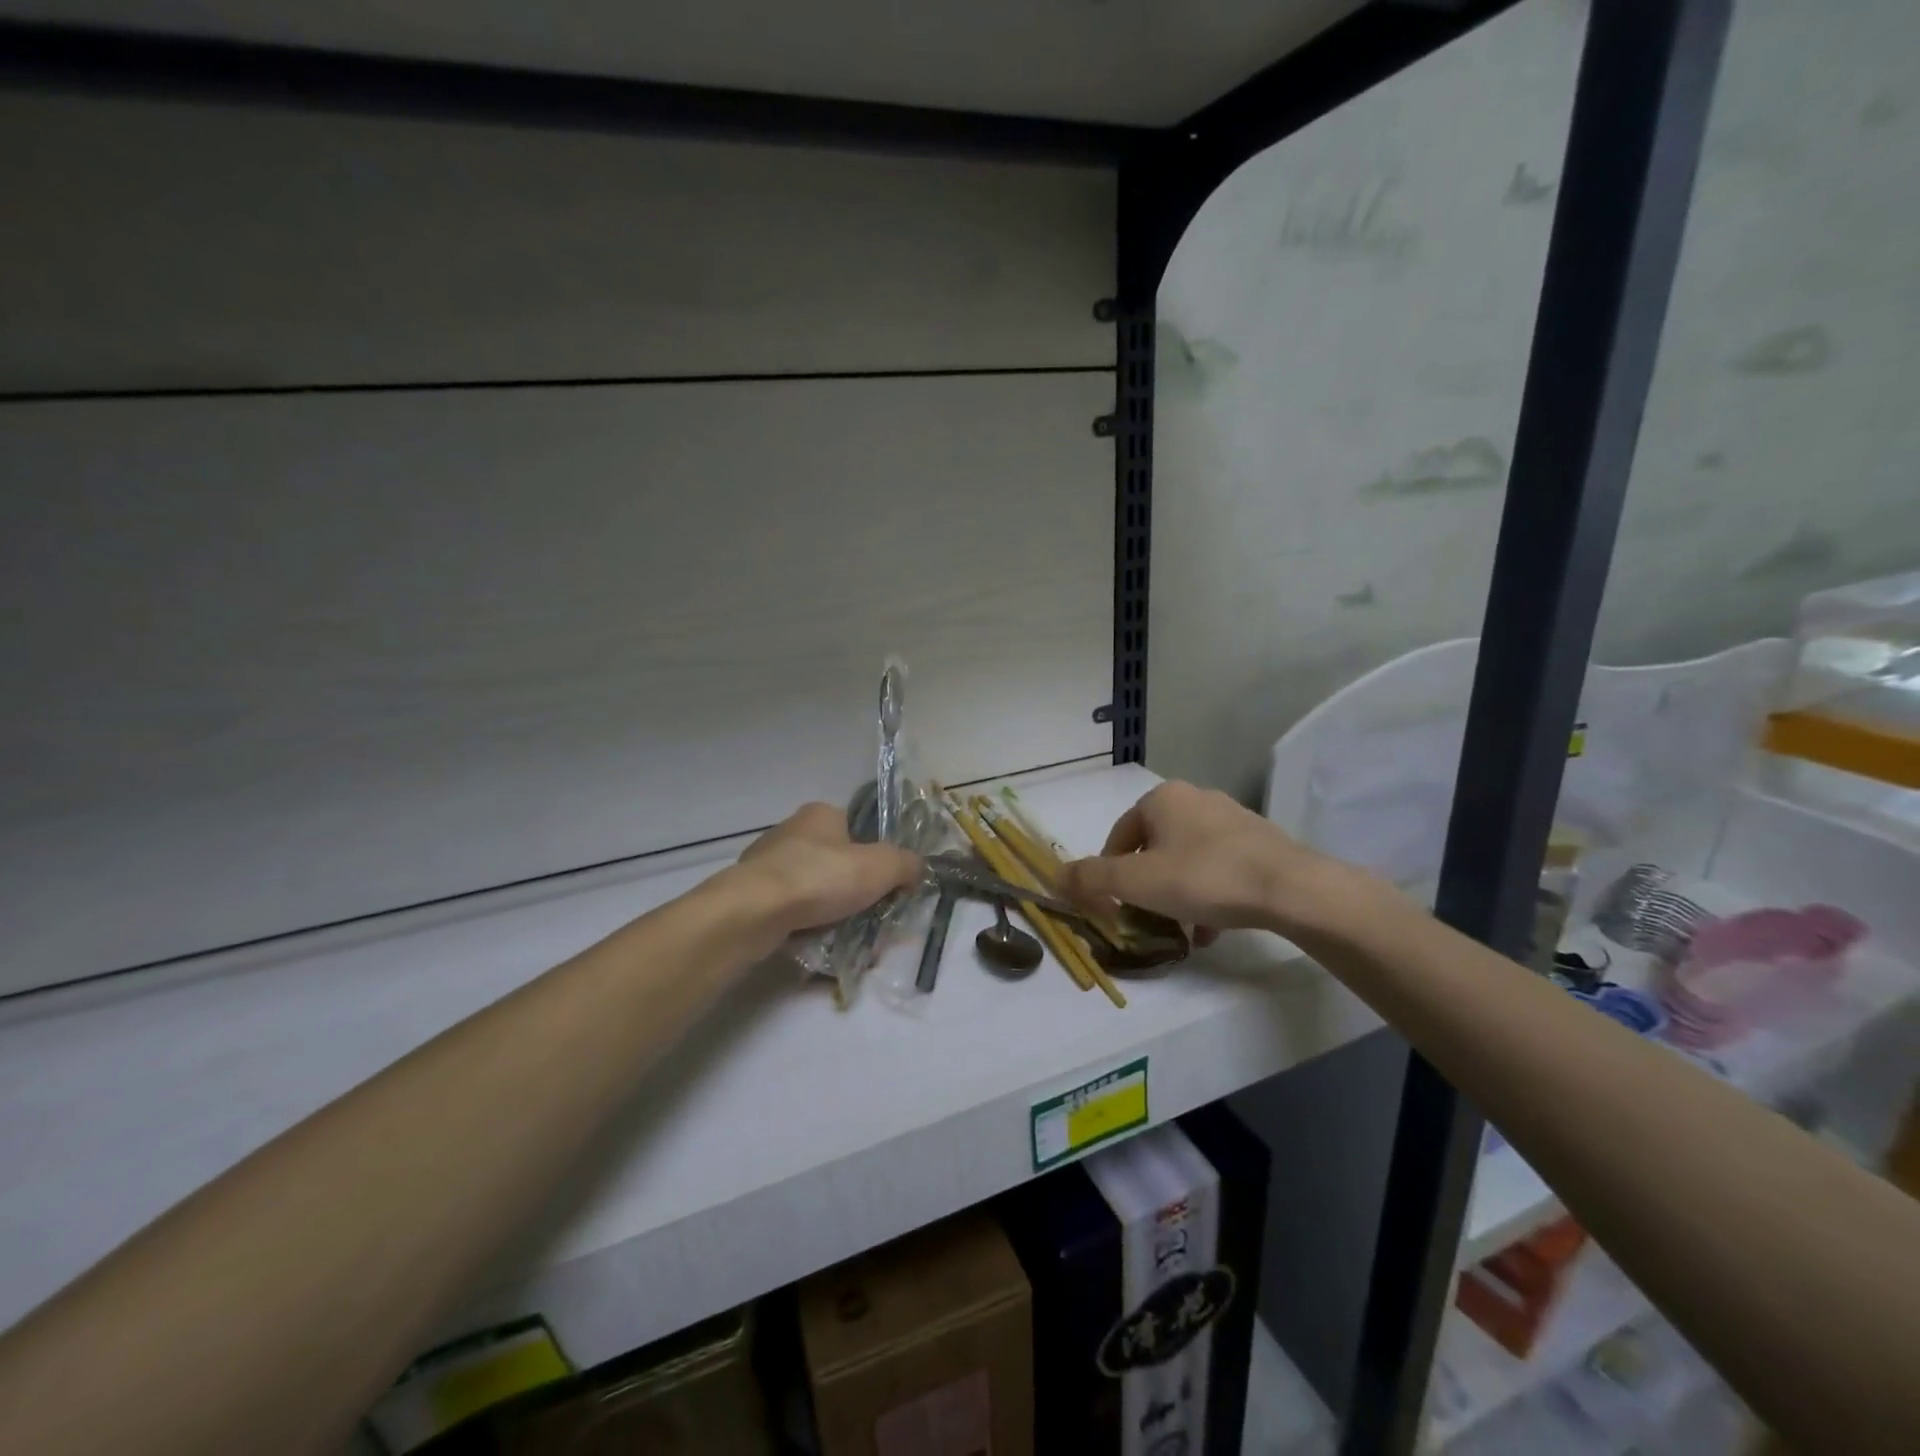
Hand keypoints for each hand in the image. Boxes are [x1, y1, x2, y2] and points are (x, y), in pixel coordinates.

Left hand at [730, 803, 921, 942]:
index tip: (883, 885)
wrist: (755, 911)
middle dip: (851, 888)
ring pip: (811, 888)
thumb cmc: (821, 877)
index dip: (874, 856)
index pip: (856, 829)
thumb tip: (915, 869)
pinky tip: (814, 942)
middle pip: (834, 861)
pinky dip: (804, 924)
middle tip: (869, 914)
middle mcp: (791, 831)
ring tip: (844, 935)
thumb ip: (906, 864)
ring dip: (828, 909)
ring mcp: (766, 863)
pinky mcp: (750, 894)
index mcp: (821, 814)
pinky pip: (789, 910)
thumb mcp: (881, 866)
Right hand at [1058, 781, 1359, 938]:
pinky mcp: (1259, 841)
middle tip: (1146, 918)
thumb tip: (1054, 877)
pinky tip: (1211, 929)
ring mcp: (1231, 818)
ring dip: (1176, 894)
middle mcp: (1195, 798)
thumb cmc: (1204, 877)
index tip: (1114, 906)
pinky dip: (1207, 895)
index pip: (1119, 836)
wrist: (1290, 888)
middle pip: (1153, 848)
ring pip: (1187, 860)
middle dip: (1146, 887)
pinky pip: (1219, 867)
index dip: (1109, 873)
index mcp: (1162, 798)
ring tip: (1181, 930)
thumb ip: (1091, 879)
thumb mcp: (1136, 882)